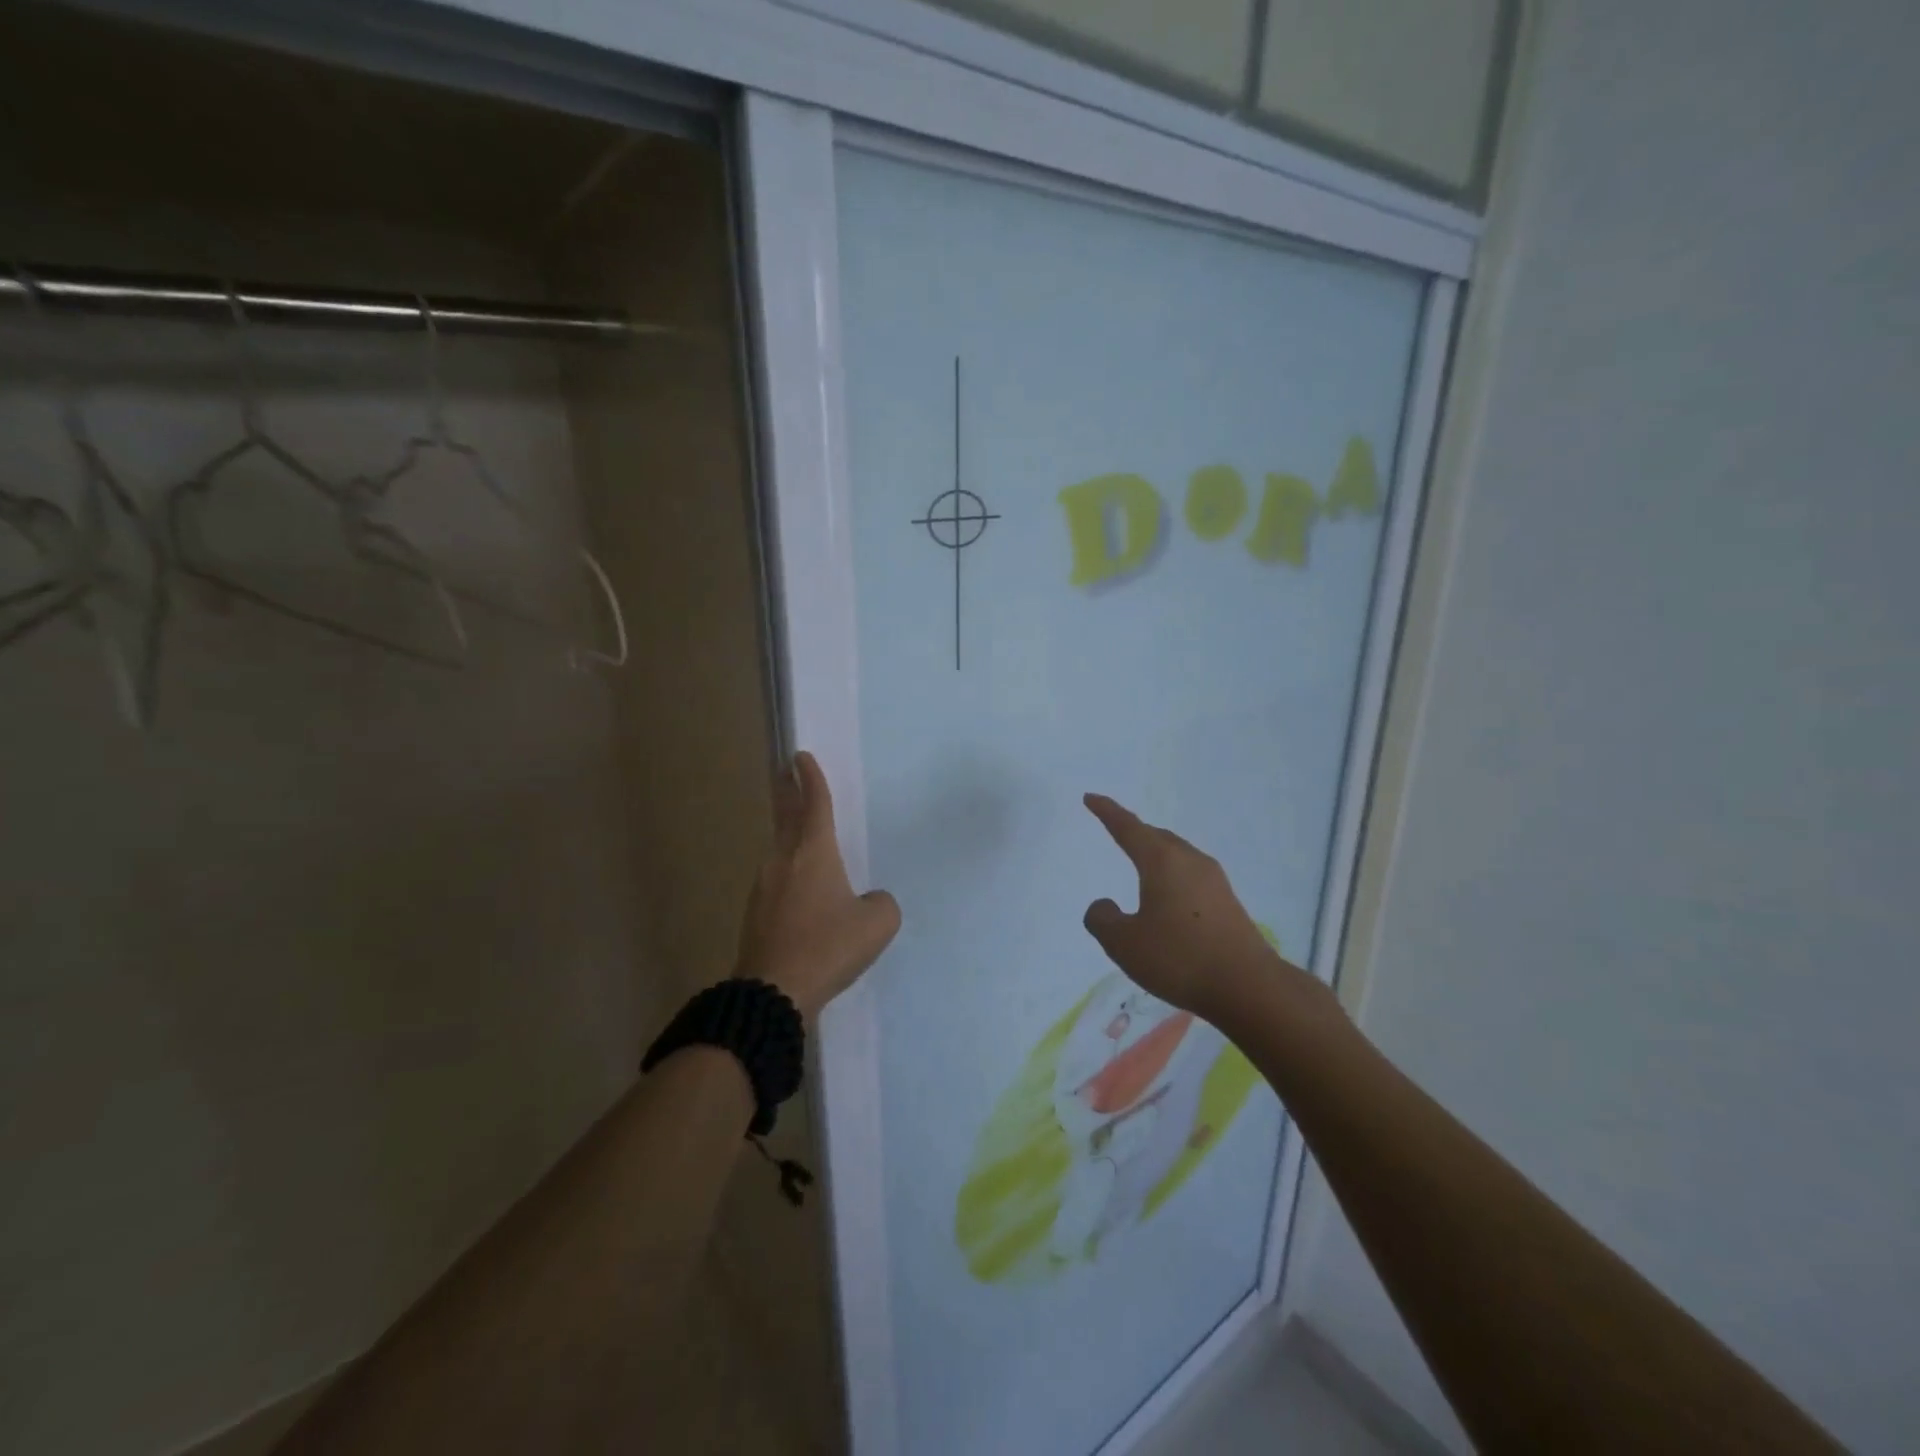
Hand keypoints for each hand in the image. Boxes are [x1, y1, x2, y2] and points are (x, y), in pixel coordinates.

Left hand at [737, 752, 900, 1021]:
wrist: (772, 993)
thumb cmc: (828, 947)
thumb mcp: (877, 924)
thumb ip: (881, 904)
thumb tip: (869, 901)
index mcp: (813, 853)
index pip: (814, 803)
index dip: (812, 778)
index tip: (801, 756)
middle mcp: (784, 861)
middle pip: (786, 816)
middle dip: (787, 790)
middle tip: (784, 770)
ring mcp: (764, 887)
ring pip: (781, 850)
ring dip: (790, 835)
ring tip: (803, 835)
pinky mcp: (756, 914)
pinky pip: (778, 881)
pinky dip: (790, 873)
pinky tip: (804, 893)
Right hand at [1081, 793, 1315, 1022]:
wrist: (1249, 986)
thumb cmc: (1179, 957)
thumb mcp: (1124, 943)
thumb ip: (1103, 920)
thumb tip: (1103, 905)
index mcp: (1162, 861)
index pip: (1128, 828)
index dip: (1107, 812)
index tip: (1090, 798)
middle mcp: (1190, 861)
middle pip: (1157, 836)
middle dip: (1134, 831)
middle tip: (1115, 828)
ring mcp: (1214, 881)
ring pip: (1177, 855)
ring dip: (1156, 854)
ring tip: (1140, 862)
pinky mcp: (1228, 902)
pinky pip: (1190, 875)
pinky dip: (1172, 875)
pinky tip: (1168, 897)